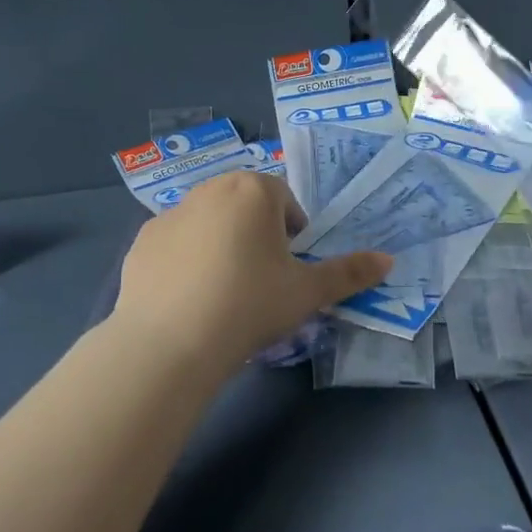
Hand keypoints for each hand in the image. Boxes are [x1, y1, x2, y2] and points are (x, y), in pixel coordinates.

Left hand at [112, 172, 392, 374]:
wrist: (170, 343)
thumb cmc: (250, 305)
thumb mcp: (307, 293)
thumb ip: (349, 273)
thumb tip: (388, 260)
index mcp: (254, 190)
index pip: (285, 202)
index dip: (293, 236)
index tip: (289, 272)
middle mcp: (211, 188)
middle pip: (246, 206)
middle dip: (257, 235)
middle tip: (260, 281)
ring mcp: (171, 213)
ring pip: (209, 222)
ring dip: (221, 244)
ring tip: (223, 293)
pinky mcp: (142, 241)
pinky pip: (175, 245)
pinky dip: (185, 262)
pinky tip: (188, 300)